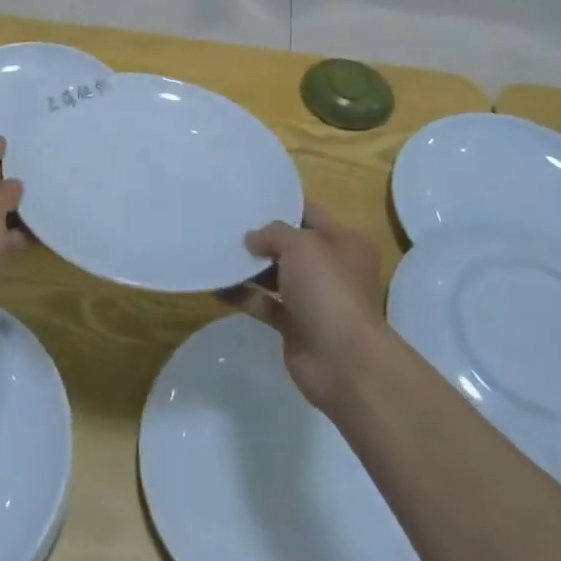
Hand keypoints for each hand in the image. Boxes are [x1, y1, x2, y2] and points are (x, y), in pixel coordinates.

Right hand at [223, 202, 389, 411]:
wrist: (344, 362)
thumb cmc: (328, 290)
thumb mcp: (302, 246)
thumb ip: (273, 233)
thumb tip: (252, 240)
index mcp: (344, 242)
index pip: (310, 213)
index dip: (281, 203)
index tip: (248, 198)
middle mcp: (331, 267)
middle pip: (290, 245)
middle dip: (260, 237)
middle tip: (225, 224)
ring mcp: (313, 298)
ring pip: (275, 275)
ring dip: (248, 267)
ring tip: (215, 251)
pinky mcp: (295, 325)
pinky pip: (264, 303)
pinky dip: (243, 296)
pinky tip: (215, 287)